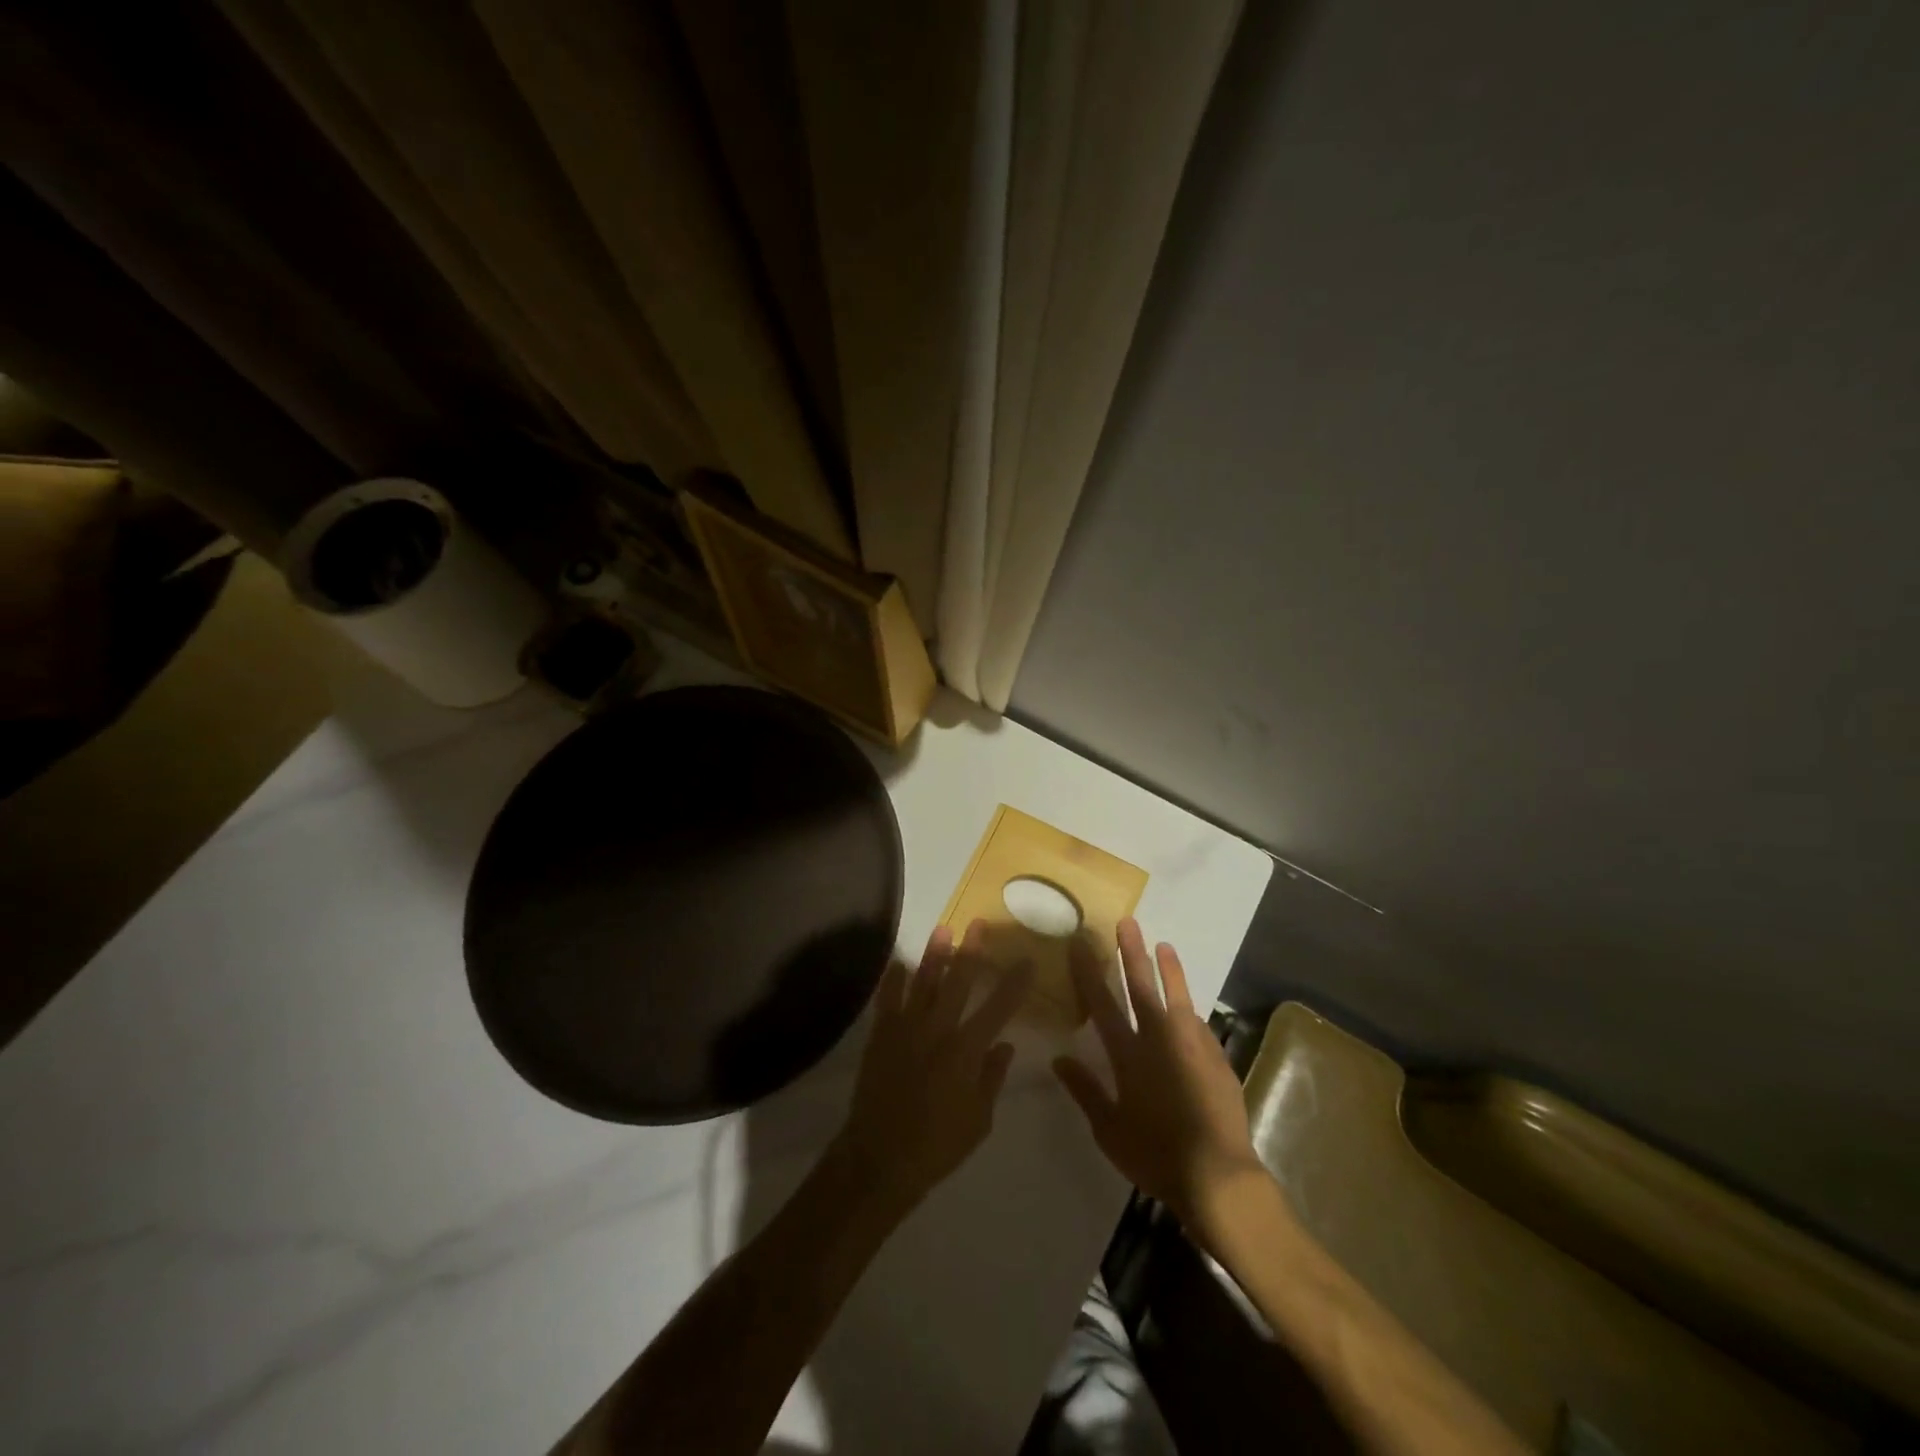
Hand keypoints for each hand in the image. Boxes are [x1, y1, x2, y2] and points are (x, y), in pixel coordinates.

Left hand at [836, 921, 1030, 1213]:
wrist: (880, 1158)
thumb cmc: (938, 1145)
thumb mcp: (979, 1119)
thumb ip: (992, 1078)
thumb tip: (1004, 1045)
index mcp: (967, 1050)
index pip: (998, 1009)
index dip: (1014, 984)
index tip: (1026, 960)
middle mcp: (938, 1030)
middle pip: (958, 982)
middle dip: (971, 951)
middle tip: (978, 924)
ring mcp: (906, 1029)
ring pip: (923, 982)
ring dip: (934, 955)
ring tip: (943, 929)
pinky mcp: (881, 1035)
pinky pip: (888, 1000)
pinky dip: (893, 980)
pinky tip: (899, 963)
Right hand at [1054, 919, 1266, 1229]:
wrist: (1217, 1175)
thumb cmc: (1155, 1155)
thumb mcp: (1109, 1129)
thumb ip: (1085, 1090)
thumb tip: (1059, 1059)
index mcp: (1128, 1054)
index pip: (1101, 1003)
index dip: (1088, 972)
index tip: (1079, 943)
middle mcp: (1159, 1040)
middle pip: (1142, 986)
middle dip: (1132, 952)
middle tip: (1128, 922)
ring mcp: (1192, 1046)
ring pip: (1178, 996)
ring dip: (1169, 970)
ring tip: (1164, 945)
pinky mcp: (1216, 1058)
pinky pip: (1198, 1025)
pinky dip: (1189, 1010)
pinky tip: (1188, 1008)